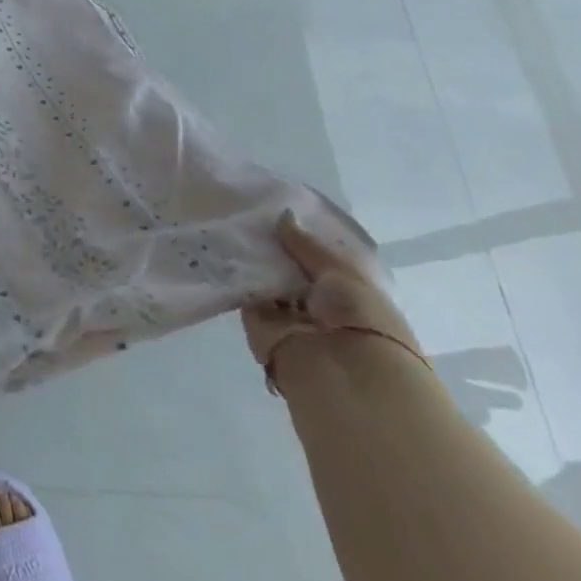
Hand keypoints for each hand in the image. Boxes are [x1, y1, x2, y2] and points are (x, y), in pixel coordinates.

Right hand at [241, 210, 421, 380]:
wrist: (340, 373)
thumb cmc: (359, 318)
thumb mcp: (342, 271)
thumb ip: (307, 245)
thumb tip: (283, 214)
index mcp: (351, 292)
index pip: (323, 258)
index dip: (303, 236)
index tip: (279, 207)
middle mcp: (321, 303)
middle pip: (291, 267)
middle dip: (274, 244)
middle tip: (247, 209)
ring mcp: (289, 314)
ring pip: (267, 278)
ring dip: (253, 257)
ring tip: (229, 219)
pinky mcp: (259, 323)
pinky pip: (246, 292)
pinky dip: (236, 273)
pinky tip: (222, 244)